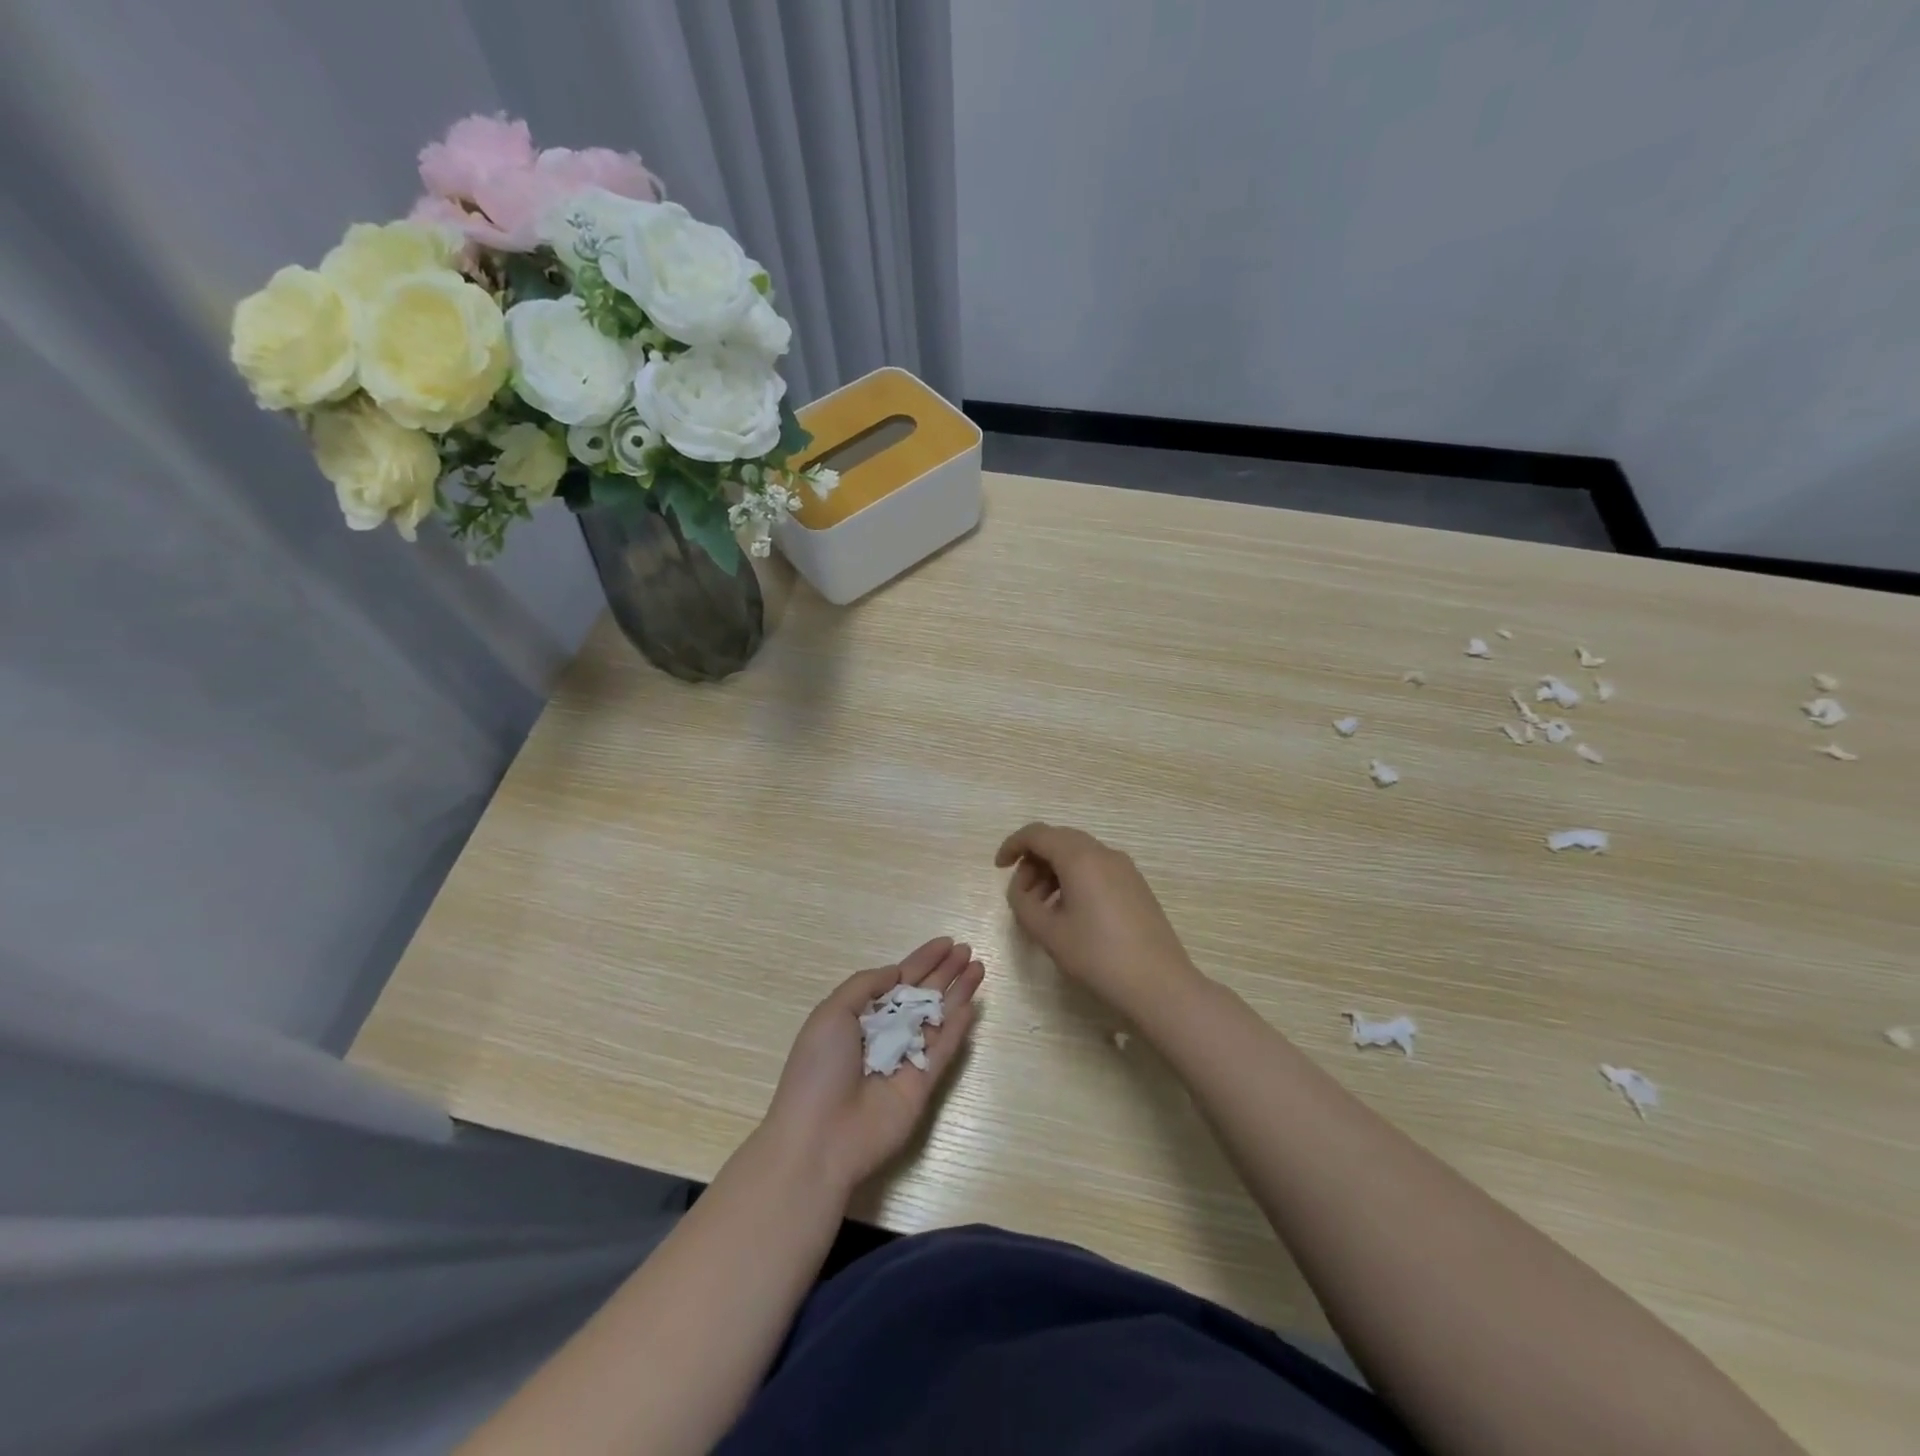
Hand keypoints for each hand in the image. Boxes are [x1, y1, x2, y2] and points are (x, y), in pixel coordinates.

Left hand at [762, 937, 984, 1195]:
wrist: (820, 1138)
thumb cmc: (819, 1069)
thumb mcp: (831, 1013)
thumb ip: (865, 986)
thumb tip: (896, 973)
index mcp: (859, 1016)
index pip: (897, 981)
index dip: (922, 960)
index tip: (946, 942)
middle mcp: (885, 1034)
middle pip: (921, 996)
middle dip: (944, 972)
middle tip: (968, 950)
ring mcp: (905, 1060)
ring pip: (938, 1019)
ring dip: (958, 993)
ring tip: (978, 968)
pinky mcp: (922, 1086)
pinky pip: (942, 1051)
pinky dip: (957, 1028)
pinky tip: (971, 1005)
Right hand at [995, 822, 1205, 1022]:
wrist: (1159, 984)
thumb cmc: (1098, 956)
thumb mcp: (1048, 933)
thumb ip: (1023, 904)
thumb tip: (1021, 890)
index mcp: (1080, 858)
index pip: (1038, 834)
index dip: (1013, 845)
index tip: (999, 868)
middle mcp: (1104, 853)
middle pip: (1059, 840)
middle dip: (1034, 861)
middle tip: (1021, 893)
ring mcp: (1125, 868)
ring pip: (1079, 855)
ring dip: (1054, 871)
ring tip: (1043, 908)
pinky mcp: (1136, 886)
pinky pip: (1097, 869)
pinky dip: (1075, 879)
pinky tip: (1071, 913)